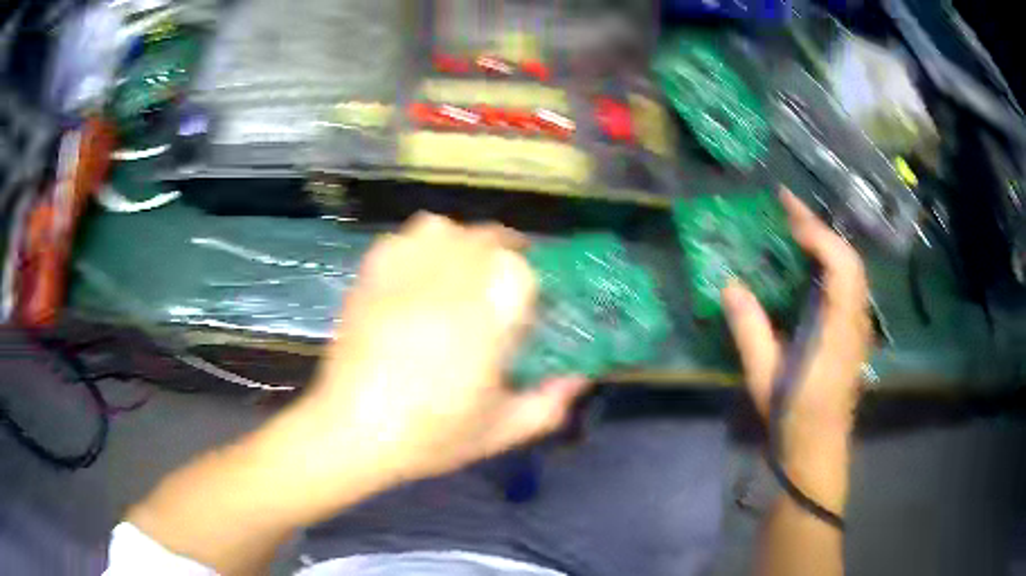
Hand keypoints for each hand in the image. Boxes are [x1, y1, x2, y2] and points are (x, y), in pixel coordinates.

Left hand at [299, 214, 588, 484]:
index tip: (527, 308)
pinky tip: (416, 274)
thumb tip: (579, 377)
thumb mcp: (501, 429)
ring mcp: (404, 272)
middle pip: (486, 238)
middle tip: (497, 289)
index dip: (529, 285)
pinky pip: (401, 239)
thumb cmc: (431, 434)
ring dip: (460, 243)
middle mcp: (447, 278)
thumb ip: (548, 403)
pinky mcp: (371, 275)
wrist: (352, 431)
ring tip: (458, 273)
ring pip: (443, 228)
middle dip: (503, 255)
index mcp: (485, 315)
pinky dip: (417, 246)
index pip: (521, 271)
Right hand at [722, 190, 870, 460]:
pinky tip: (808, 260)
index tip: (788, 214)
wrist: (818, 452)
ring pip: (851, 270)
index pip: (842, 267)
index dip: (819, 235)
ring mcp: (857, 327)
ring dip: (825, 241)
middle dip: (819, 227)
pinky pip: (847, 284)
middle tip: (786, 205)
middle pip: (850, 260)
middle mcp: (855, 322)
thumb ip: (750, 330)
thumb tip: (730, 285)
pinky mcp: (852, 333)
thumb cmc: (793, 419)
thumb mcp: (764, 378)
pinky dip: (829, 261)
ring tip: (794, 224)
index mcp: (838, 332)